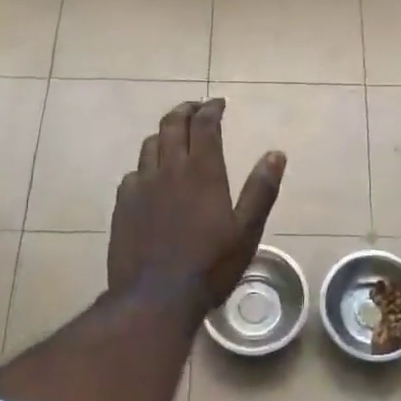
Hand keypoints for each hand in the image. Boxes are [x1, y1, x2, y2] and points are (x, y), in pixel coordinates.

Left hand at [108, 99, 284, 311]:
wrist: (155, 297)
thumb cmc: (210, 266)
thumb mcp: (247, 231)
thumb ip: (261, 190)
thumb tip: (276, 154)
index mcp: (203, 171)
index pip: (205, 124)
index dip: (212, 108)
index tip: (219, 103)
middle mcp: (169, 169)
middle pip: (172, 124)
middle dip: (186, 110)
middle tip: (196, 109)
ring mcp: (141, 185)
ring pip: (150, 144)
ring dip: (165, 134)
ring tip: (175, 138)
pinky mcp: (123, 204)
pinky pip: (134, 173)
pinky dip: (146, 165)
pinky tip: (151, 178)